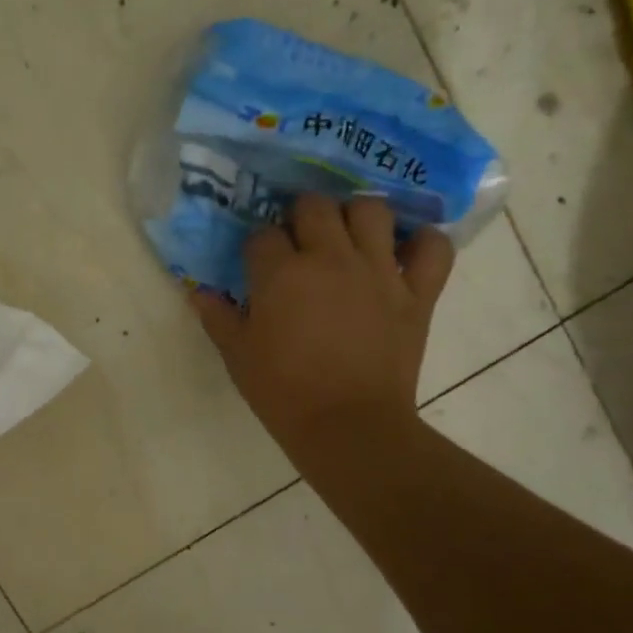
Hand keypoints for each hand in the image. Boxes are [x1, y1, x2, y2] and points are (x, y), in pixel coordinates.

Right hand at [194, 194, 453, 464]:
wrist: (347, 426)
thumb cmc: (283, 392)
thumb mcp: (237, 356)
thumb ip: (217, 317)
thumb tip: (199, 291)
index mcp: (281, 273)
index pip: (263, 234)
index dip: (258, 246)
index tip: (258, 264)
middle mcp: (331, 258)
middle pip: (315, 206)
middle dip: (301, 215)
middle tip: (300, 240)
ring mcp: (378, 271)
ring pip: (372, 210)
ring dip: (357, 216)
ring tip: (349, 236)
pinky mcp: (416, 293)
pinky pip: (433, 248)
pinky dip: (424, 243)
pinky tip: (406, 252)